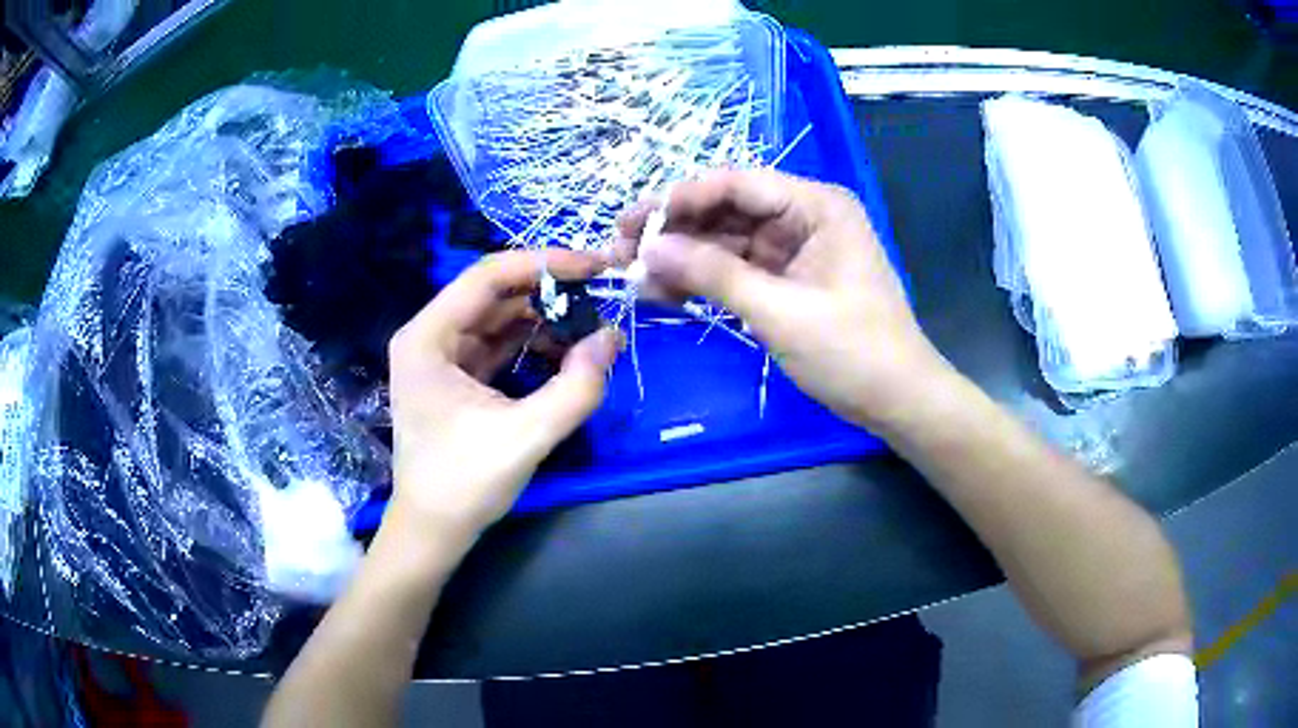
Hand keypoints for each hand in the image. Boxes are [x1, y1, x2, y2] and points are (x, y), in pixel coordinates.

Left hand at [387, 250, 619, 539]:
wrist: (432, 531)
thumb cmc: (464, 485)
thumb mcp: (526, 437)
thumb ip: (575, 388)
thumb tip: (612, 338)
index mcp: (428, 337)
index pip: (489, 276)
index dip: (545, 264)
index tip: (596, 267)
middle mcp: (429, 336)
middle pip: (494, 293)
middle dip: (549, 293)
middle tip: (601, 299)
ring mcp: (441, 356)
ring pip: (498, 318)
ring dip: (544, 320)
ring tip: (590, 329)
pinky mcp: (455, 378)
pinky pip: (498, 345)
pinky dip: (532, 345)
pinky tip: (565, 354)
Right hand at [618, 168, 948, 430]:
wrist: (897, 400)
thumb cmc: (854, 351)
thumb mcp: (782, 312)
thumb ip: (715, 276)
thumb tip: (650, 251)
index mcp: (816, 206)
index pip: (737, 184)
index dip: (681, 199)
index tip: (634, 222)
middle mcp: (803, 217)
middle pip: (726, 210)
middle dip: (675, 230)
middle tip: (621, 249)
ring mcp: (793, 250)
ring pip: (726, 242)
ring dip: (682, 258)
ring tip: (633, 275)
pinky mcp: (786, 281)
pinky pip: (736, 271)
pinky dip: (703, 281)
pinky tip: (663, 292)